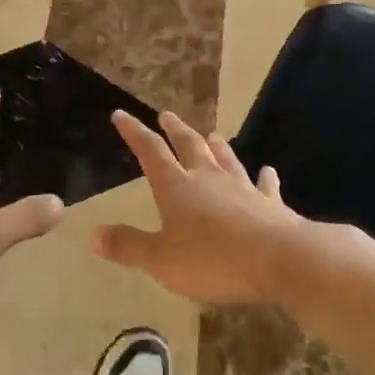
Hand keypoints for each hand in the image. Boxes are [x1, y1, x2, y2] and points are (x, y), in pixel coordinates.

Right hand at [92, 110, 305, 304]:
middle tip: (167, 115)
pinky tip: (266, 171)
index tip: (121, 114)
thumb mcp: (160, 260)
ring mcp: (242, 188)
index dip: (134, 132)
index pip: (150, 152)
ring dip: (216, 146)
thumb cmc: (213, 260)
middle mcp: (208, 179)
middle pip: (189, 146)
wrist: (279, 260)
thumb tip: (94, 234)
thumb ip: (128, 246)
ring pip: (226, 159)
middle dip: (175, 130)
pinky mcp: (270, 205)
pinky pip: (264, 186)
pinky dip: (264, 178)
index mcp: (177, 187)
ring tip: (212, 134)